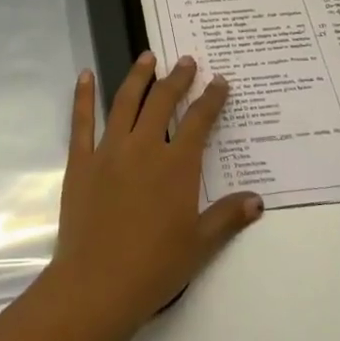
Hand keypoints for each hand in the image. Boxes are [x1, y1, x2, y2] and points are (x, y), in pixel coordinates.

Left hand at [44, 53, 263, 340]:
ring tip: (147, 57)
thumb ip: (228, 217)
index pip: (199, 121)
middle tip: (187, 61)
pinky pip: (81, 121)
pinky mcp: (81, 161)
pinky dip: (83, 96)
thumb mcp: (200, 244)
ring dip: (138, 76)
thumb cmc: (154, 267)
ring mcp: (109, 150)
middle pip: (162, 101)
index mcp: (176, 165)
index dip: (211, 98)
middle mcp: (144, 147)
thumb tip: (258, 200)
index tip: (220, 82)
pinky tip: (85, 75)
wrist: (98, 284)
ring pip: (125, 102)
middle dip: (177, 78)